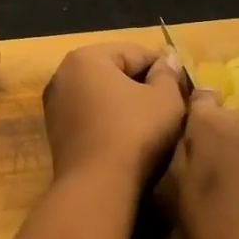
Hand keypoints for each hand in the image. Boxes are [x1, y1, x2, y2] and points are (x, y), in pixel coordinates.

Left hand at [42, 42, 187, 185]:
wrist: (97, 186)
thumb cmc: (134, 132)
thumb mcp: (165, 99)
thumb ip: (168, 73)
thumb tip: (168, 57)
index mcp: (86, 57)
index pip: (136, 53)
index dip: (165, 69)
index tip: (183, 90)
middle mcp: (63, 74)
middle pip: (116, 71)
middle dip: (143, 85)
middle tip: (170, 107)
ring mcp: (55, 104)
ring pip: (102, 95)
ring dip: (126, 103)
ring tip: (152, 124)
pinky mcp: (55, 132)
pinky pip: (90, 115)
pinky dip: (109, 120)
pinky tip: (128, 138)